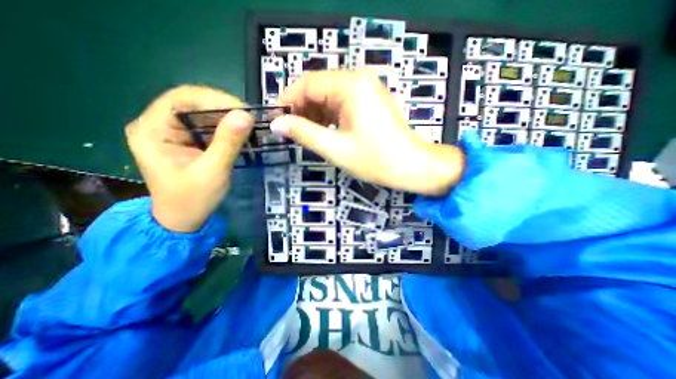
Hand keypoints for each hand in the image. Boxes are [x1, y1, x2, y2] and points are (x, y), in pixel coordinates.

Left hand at [126, 84, 253, 231]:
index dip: (213, 99)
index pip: (181, 99)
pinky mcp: (185, 141)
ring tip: (247, 126)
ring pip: (201, 113)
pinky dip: (225, 128)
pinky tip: (238, 134)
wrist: (184, 220)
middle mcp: (157, 125)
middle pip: (192, 103)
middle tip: (249, 119)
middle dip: (223, 109)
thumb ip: (228, 143)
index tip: (243, 111)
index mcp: (152, 130)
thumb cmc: (193, 199)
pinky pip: (206, 126)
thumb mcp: (213, 171)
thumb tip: (245, 115)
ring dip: (226, 118)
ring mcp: (171, 132)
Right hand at [271, 70, 465, 198]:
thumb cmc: (376, 160)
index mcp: (351, 85)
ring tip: (305, 134)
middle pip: (318, 88)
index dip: (288, 100)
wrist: (411, 166)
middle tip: (290, 131)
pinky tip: (323, 131)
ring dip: (314, 114)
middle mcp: (359, 80)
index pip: (308, 83)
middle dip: (302, 109)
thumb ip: (304, 133)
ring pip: (329, 96)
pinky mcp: (370, 101)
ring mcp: (366, 90)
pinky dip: (329, 116)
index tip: (276, 119)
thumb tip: (276, 124)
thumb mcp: (335, 148)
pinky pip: (341, 103)